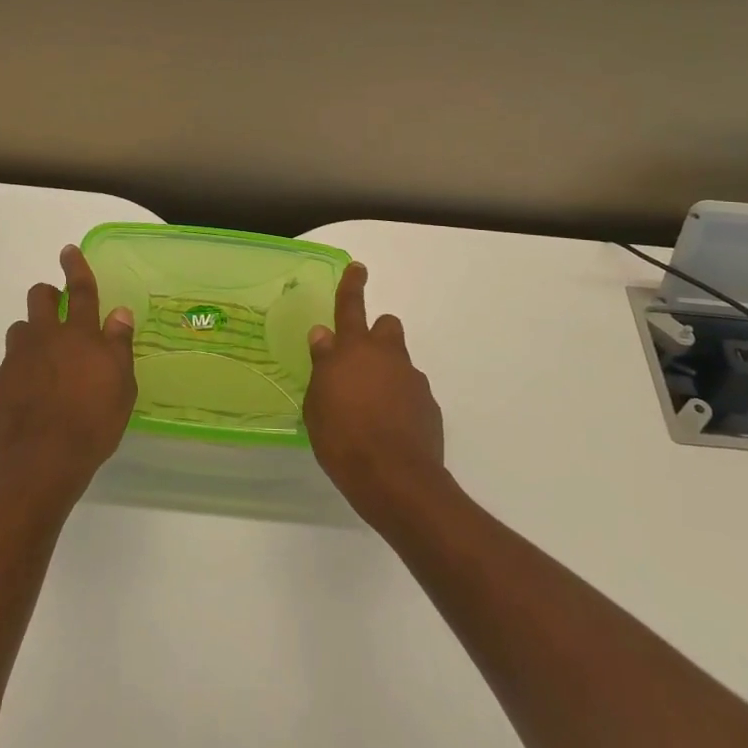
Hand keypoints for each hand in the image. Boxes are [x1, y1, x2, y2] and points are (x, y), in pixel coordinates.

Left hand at [0, 245, 136, 507]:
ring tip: (45, 360)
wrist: (41, 464)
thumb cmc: (92, 424)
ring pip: (20, 330)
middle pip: (40, 298)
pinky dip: (20, 371)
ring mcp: (17, 360)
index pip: (80, 290)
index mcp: (80, 335)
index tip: (69, 250)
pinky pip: (8, 366)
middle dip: (47, 295)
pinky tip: (30, 396)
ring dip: (32, 335)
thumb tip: (119, 313)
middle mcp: (45, 338)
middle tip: (58, 310)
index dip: (76, 267)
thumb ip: (118, 345)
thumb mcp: (122, 386)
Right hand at [304, 263, 446, 525]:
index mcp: (353, 350)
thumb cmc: (343, 439)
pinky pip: (411, 392)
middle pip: (386, 326)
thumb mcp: (317, 403)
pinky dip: (400, 402)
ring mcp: (412, 380)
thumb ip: (322, 365)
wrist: (395, 479)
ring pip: (399, 361)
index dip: (352, 285)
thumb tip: (323, 336)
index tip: (358, 268)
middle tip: (360, 363)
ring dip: (387, 373)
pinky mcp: (429, 405)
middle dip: (375, 336)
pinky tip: (389, 429)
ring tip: (371, 407)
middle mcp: (386, 356)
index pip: (350, 307)